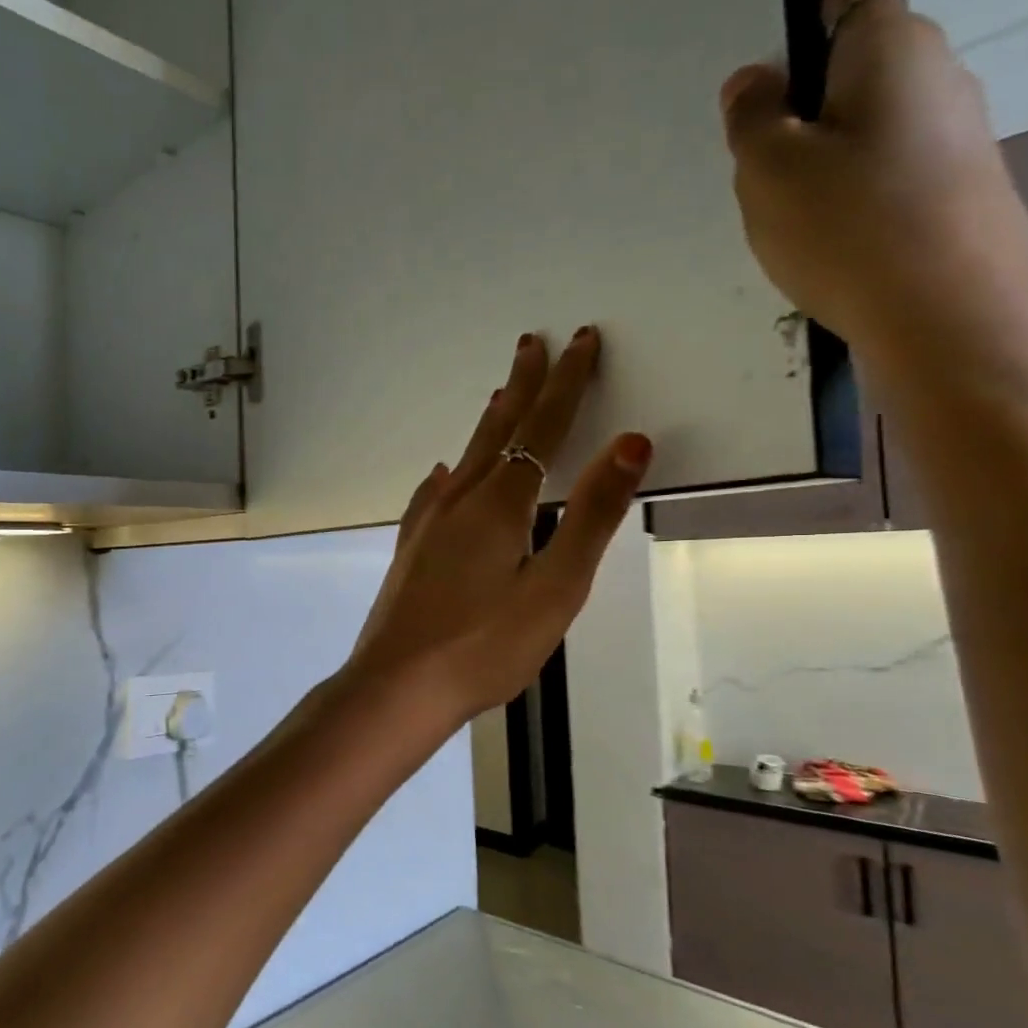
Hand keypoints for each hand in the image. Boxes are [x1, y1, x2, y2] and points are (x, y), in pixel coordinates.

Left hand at [347, 329, 652, 729]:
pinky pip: (435, 494)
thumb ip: (591, 514)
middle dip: (522, 386)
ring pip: (466, 458)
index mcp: (499, 504)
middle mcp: (458, 501)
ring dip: (489, 423)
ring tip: (500, 397)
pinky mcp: (411, 550)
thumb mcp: (555, 587)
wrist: (396, 686)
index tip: (581, 340)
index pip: (542, 428)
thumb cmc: (484, 646)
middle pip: (498, 431)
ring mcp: (427, 524)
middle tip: (532, 344)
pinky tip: (443, 477)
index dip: (566, 383)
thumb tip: (631, 442)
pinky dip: (450, 474)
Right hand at [721, 0, 1027, 403]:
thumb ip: (752, 116)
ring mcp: (955, 131)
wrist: (945, 315)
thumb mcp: (769, 170)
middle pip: (861, 52)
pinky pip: (888, 157)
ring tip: (777, 183)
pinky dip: (850, 169)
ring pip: (873, 111)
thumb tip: (755, 77)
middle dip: (811, 70)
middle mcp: (934, 75)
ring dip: (826, 129)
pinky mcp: (957, 183)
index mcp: (887, 50)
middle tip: (753, 117)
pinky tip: (822, 218)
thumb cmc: (846, 226)